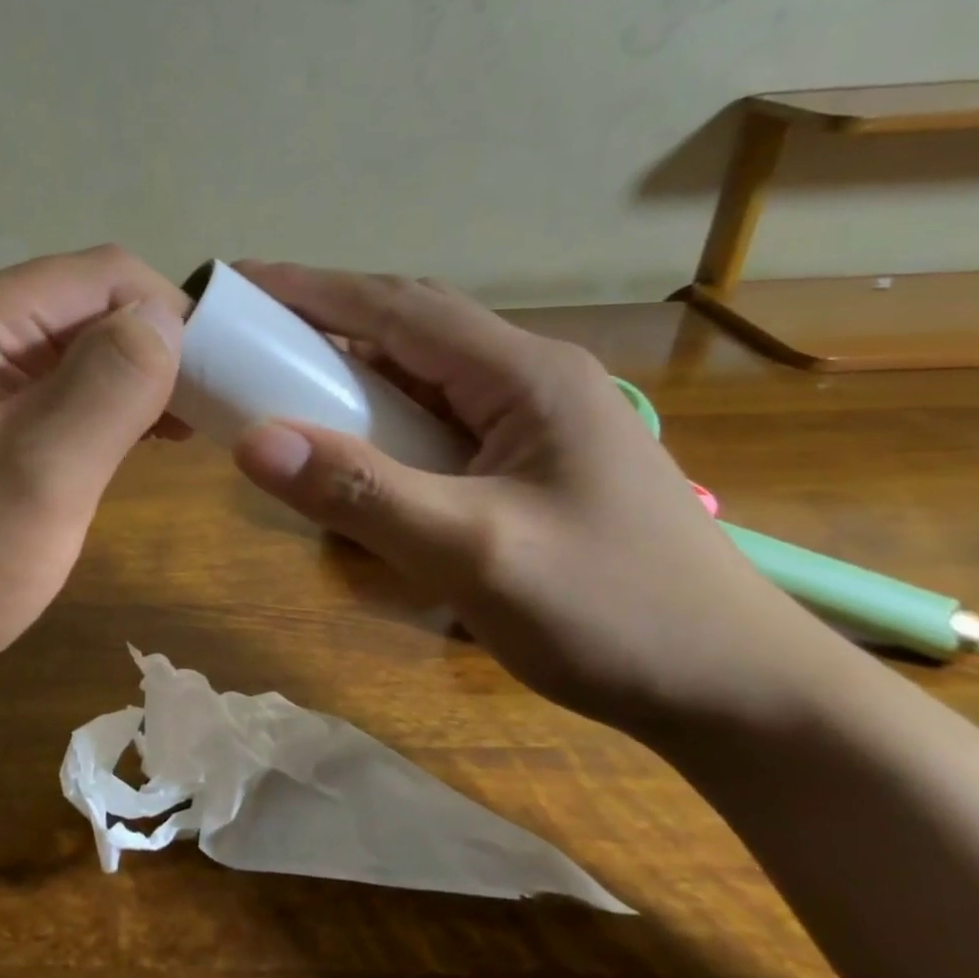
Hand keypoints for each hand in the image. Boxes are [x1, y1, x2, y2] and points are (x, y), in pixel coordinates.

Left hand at [0, 247, 186, 693]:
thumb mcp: (43, 472)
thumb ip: (110, 382)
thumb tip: (166, 318)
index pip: (102, 275)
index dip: (169, 314)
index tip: (219, 378)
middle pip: (90, 303)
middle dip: (156, 348)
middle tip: (207, 411)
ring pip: (80, 343)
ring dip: (137, 377)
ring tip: (181, 428)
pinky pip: (58, 381)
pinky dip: (106, 401)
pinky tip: (137, 437)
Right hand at [227, 263, 834, 738]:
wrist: (738, 695)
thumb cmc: (614, 613)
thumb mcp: (474, 552)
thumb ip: (361, 492)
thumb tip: (251, 442)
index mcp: (525, 376)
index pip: (399, 307)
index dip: (313, 289)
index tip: (240, 282)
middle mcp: (528, 381)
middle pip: (409, 331)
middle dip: (326, 324)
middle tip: (249, 337)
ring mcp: (531, 424)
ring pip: (420, 378)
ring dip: (351, 375)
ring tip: (283, 386)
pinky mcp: (527, 464)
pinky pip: (434, 425)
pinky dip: (380, 423)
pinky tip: (352, 447)